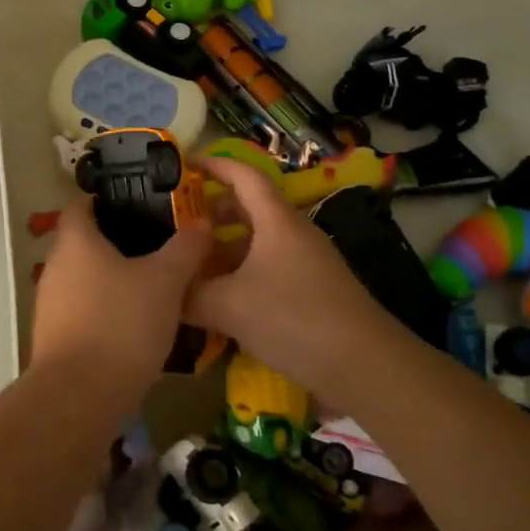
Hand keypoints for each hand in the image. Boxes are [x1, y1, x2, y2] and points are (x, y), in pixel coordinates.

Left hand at [30, 195, 209, 387]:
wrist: (80, 396)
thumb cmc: (121, 322)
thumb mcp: (165, 281)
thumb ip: (185, 249)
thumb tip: (202, 222)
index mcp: (75, 241)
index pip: (81, 203)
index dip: (106, 198)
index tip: (139, 201)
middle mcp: (55, 266)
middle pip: (83, 242)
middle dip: (117, 241)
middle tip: (158, 244)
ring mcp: (50, 305)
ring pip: (84, 279)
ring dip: (112, 279)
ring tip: (153, 285)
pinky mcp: (55, 338)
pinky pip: (83, 311)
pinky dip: (106, 310)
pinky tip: (135, 324)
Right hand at [186, 158, 406, 395]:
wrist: (365, 365)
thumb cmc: (293, 319)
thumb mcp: (229, 306)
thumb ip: (190, 296)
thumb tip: (164, 292)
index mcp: (276, 221)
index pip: (244, 176)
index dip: (214, 165)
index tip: (184, 165)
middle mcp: (294, 234)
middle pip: (251, 208)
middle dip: (214, 211)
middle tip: (179, 223)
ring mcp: (307, 263)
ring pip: (259, 243)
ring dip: (226, 249)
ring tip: (193, 266)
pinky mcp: (313, 291)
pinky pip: (269, 270)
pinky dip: (242, 275)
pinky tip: (222, 302)